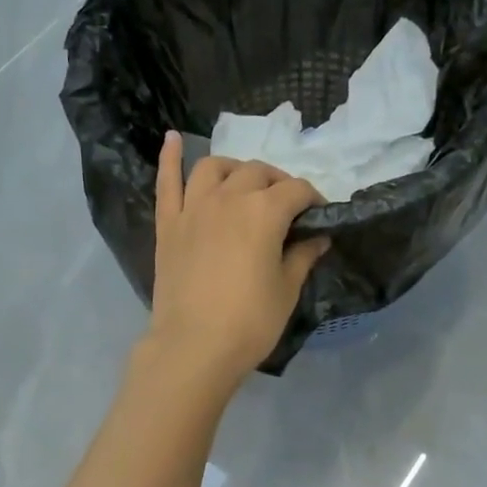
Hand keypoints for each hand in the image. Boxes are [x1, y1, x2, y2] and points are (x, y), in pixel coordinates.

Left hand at [145, 132, 328, 389]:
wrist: (194, 347)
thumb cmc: (249, 323)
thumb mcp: (287, 290)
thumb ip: (302, 256)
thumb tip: (318, 237)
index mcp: (263, 212)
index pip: (296, 191)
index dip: (313, 199)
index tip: (319, 216)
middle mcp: (228, 198)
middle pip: (257, 173)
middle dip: (278, 183)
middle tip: (286, 207)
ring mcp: (193, 208)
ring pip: (215, 168)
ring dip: (235, 169)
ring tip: (244, 183)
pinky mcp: (168, 225)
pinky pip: (167, 182)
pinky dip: (170, 157)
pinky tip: (173, 139)